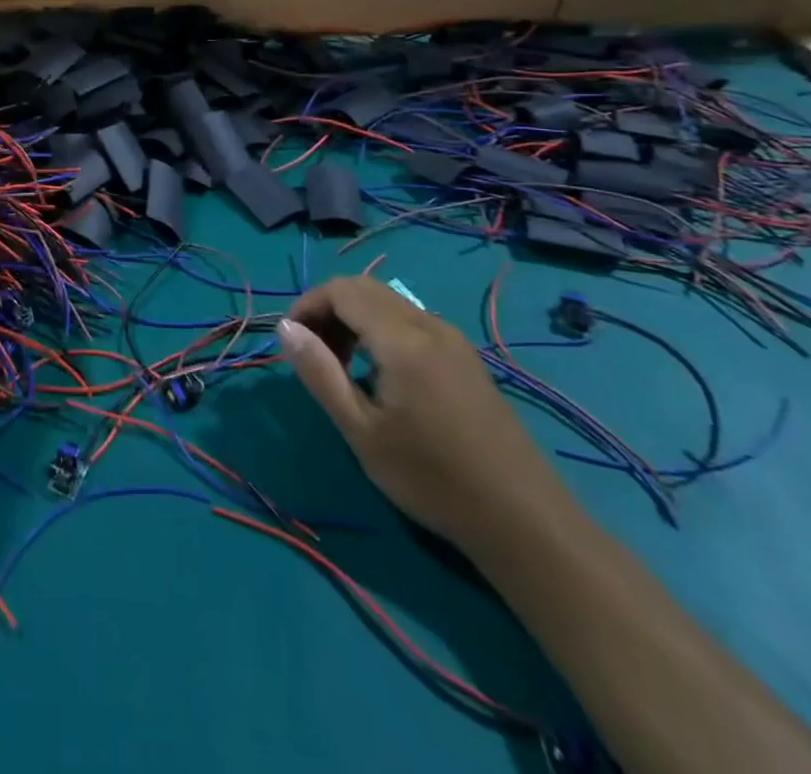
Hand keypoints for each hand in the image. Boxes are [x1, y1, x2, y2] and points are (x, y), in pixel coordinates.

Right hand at [275, 276, 570, 550]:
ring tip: (339, 366)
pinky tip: (377, 375)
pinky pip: (410, 322)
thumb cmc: (433, 478)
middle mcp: (429, 325)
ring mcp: (453, 340)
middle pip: (364, 288)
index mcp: (402, 339)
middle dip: (328, 309)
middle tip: (312, 353)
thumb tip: (284, 327)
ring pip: (388, 303)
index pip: (341, 290)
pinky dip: (379, 331)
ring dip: (353, 319)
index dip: (307, 305)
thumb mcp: (362, 431)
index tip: (291, 341)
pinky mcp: (466, 359)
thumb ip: (319, 373)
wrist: (525, 522)